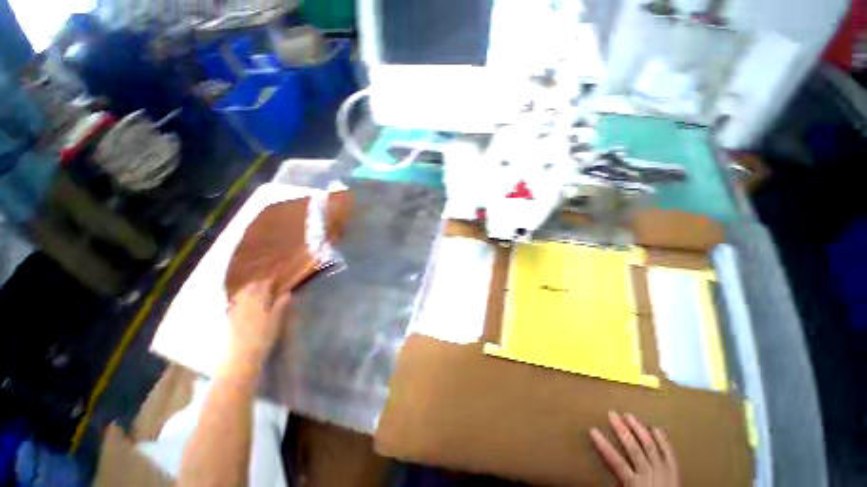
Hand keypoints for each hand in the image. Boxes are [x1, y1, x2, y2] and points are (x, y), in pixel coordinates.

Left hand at [226, 280, 291, 367]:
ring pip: (241, 294)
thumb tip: (287, 292)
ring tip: (255, 292)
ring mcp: (234, 309)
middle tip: (266, 284)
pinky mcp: (228, 319)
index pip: (264, 285)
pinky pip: (234, 303)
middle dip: (258, 284)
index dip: (270, 281)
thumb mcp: (277, 320)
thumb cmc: (263, 337)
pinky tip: (244, 304)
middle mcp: (244, 301)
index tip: (276, 280)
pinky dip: (240, 300)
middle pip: (250, 287)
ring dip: (248, 291)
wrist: (240, 356)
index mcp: (258, 299)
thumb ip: (281, 305)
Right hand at [590, 411, 678, 486]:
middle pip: (634, 449)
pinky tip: (656, 428)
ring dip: (640, 430)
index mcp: (635, 484)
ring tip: (629, 416)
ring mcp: (664, 472)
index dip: (604, 445)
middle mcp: (650, 475)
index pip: (616, 462)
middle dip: (622, 430)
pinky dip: (663, 441)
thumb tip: (600, 474)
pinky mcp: (675, 472)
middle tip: (612, 414)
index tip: (593, 430)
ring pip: (651, 447)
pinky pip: (669, 454)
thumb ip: (617, 483)